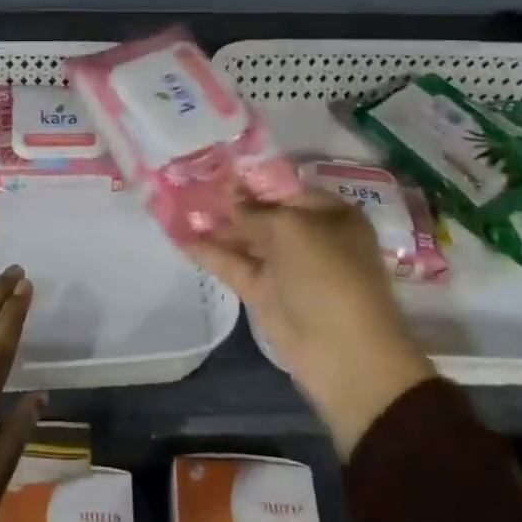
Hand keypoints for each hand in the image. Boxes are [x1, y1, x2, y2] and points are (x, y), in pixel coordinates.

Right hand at [188, 193, 435, 457]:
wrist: (345, 356)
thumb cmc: (328, 276)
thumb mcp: (292, 230)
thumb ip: (254, 210)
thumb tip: (230, 193)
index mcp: (330, 215)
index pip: (285, 187)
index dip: (251, 178)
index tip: (215, 166)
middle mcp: (308, 237)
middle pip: (262, 212)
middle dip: (228, 200)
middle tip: (187, 183)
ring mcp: (285, 267)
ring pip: (245, 239)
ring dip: (214, 225)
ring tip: (176, 204)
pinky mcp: (264, 292)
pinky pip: (234, 265)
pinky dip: (209, 252)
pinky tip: (180, 236)